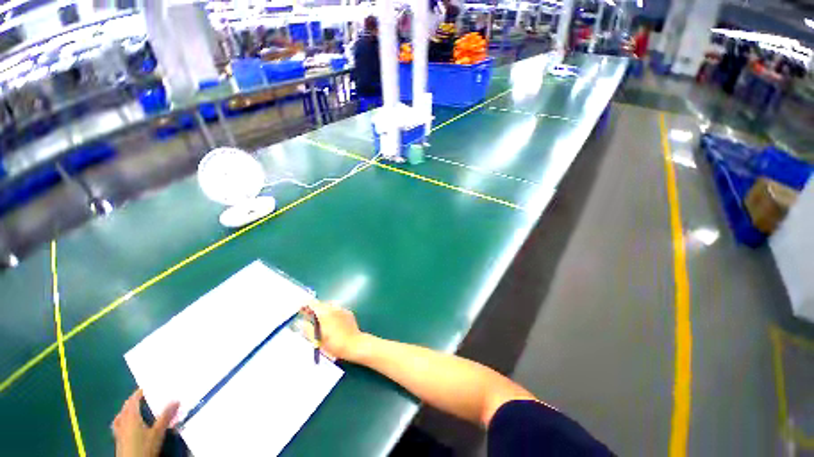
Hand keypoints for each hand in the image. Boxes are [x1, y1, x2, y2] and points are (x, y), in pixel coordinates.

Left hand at [112, 389, 178, 456]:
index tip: (146, 387)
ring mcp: (118, 431)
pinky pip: (118, 425)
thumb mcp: (158, 432)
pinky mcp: (118, 439)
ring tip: (133, 409)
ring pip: (120, 416)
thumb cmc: (145, 446)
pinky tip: (126, 425)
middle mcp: (122, 421)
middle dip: (132, 401)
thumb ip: (166, 416)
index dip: (138, 393)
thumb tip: (176, 400)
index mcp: (131, 417)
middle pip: (125, 408)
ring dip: (126, 411)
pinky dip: (122, 420)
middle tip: (142, 397)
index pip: (132, 400)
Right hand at [306, 302, 367, 361]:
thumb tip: (300, 323)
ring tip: (321, 320)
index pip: (313, 304)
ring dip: (324, 310)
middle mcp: (334, 308)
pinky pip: (338, 309)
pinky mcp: (348, 312)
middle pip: (321, 304)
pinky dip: (333, 313)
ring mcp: (342, 309)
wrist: (354, 344)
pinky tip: (332, 322)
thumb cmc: (335, 344)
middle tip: (310, 317)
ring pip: (330, 306)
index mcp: (325, 313)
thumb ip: (308, 330)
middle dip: (315, 309)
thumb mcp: (318, 340)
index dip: (306, 306)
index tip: (302, 310)